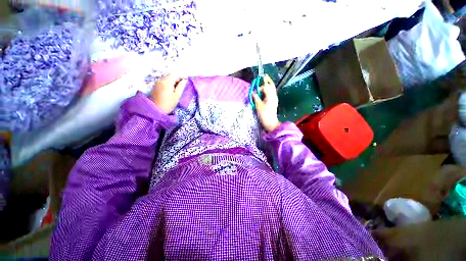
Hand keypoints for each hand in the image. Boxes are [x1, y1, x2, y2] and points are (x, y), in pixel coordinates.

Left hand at [151, 75, 187, 113]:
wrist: (156, 110)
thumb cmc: (169, 103)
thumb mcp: (177, 95)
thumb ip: (181, 86)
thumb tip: (185, 80)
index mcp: (167, 81)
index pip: (176, 75)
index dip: (182, 77)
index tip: (185, 82)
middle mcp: (161, 79)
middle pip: (171, 75)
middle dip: (177, 79)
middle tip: (182, 87)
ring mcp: (157, 82)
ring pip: (167, 78)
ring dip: (172, 81)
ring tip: (176, 89)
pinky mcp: (155, 85)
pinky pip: (163, 81)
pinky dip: (168, 83)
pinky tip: (170, 90)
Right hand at [253, 74, 280, 131]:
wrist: (270, 123)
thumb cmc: (264, 114)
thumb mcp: (258, 105)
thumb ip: (256, 97)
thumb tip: (253, 93)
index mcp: (271, 96)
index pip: (266, 86)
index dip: (259, 88)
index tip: (254, 92)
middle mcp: (274, 96)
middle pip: (269, 87)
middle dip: (263, 88)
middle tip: (257, 93)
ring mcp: (274, 100)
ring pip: (270, 91)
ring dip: (264, 92)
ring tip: (258, 97)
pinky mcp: (273, 103)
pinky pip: (270, 96)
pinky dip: (265, 96)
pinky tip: (261, 100)